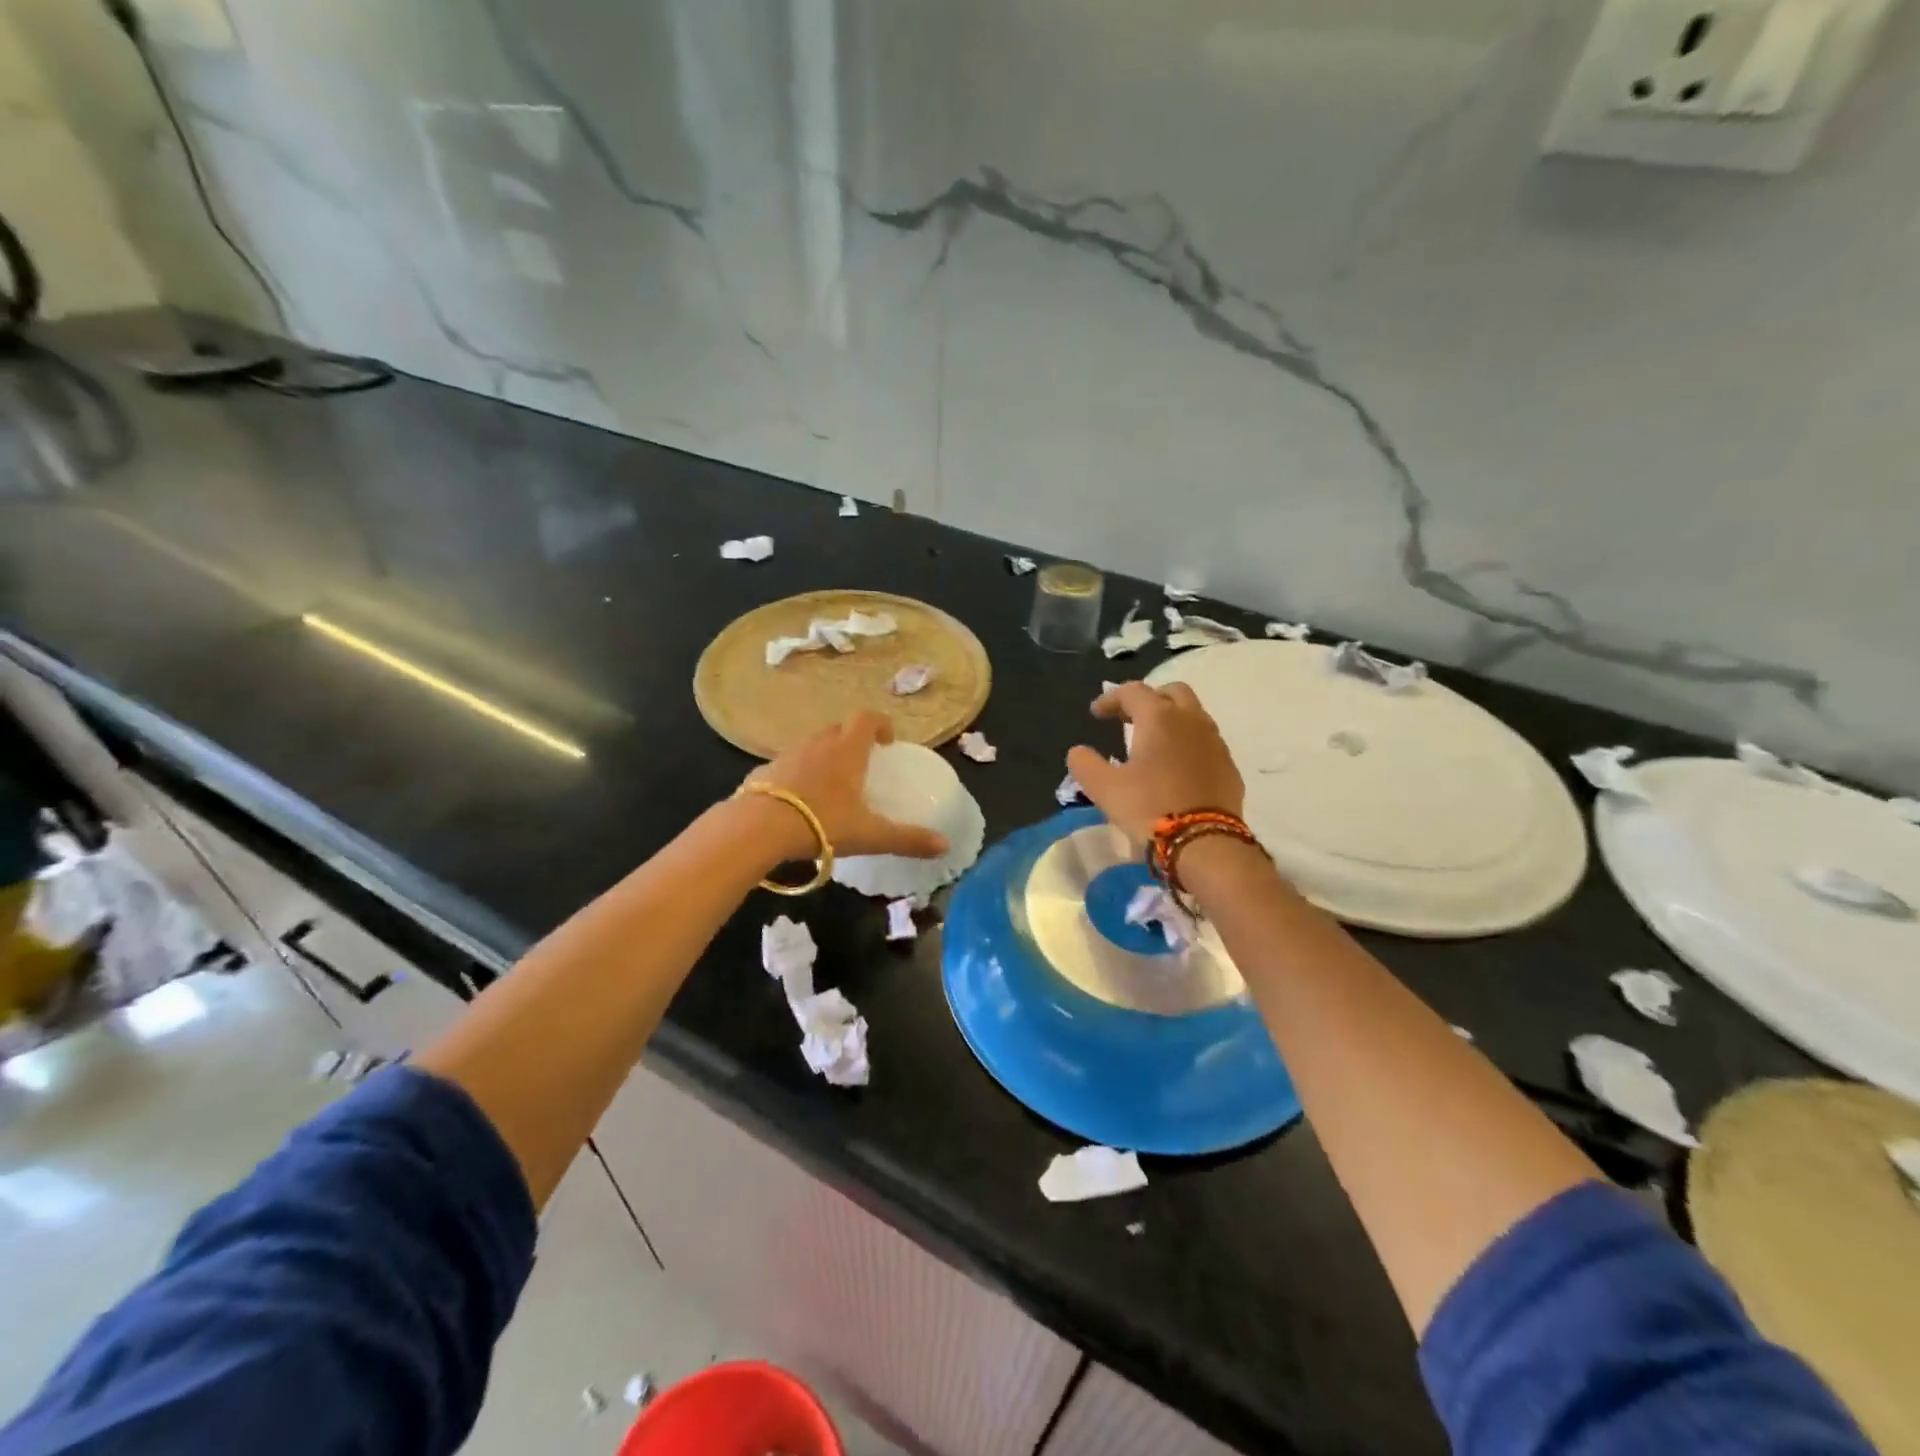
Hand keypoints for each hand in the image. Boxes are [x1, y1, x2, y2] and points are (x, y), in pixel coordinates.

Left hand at [746, 711, 949, 860]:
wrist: (758, 828)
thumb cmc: (821, 823)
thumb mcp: (870, 835)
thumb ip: (907, 839)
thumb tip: (945, 846)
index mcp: (847, 750)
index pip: (867, 718)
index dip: (880, 724)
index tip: (887, 742)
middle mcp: (817, 744)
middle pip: (838, 728)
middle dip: (852, 739)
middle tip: (862, 764)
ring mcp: (787, 755)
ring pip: (811, 745)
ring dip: (824, 755)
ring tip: (831, 785)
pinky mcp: (763, 771)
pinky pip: (787, 765)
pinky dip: (798, 775)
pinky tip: (798, 802)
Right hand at [1067, 682, 1244, 848]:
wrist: (1204, 842)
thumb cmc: (1149, 808)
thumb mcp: (1104, 788)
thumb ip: (1085, 764)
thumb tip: (1078, 752)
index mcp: (1159, 718)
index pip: (1133, 692)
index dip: (1111, 698)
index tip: (1096, 714)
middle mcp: (1191, 720)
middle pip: (1172, 692)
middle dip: (1149, 699)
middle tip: (1129, 720)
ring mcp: (1215, 742)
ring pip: (1193, 716)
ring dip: (1171, 720)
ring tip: (1152, 743)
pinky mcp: (1229, 766)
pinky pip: (1206, 742)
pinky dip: (1188, 743)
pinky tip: (1176, 767)